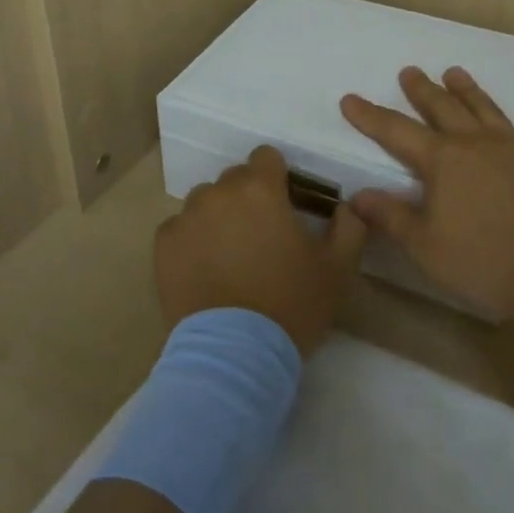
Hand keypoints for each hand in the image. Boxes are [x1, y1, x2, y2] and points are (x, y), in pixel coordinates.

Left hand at [155, 146, 366, 356]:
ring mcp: (187, 216)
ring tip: (230, 256)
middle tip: (261, 237)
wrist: (234, 355)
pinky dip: (191, 241)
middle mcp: (220, 191)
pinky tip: (204, 271)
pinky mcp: (164, 244)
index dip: (278, 178)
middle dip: (249, 198)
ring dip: (218, 217)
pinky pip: (180, 229)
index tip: (285, 205)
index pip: (267, 157)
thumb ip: (349, 227)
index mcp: (261, 188)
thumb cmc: (291, 305)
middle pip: (235, 179)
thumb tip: (346, 206)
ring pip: (206, 202)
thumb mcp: (338, 269)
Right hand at [340, 66, 513, 320]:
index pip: (396, 131)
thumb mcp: (426, 248)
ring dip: (469, 91)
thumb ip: (392, 218)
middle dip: (423, 90)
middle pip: (443, 108)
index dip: (370, 115)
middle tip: (410, 71)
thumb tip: (357, 195)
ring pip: (487, 111)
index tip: (350, 98)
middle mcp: (477, 145)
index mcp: (443, 161)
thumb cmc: (487, 263)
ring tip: (456, 73)